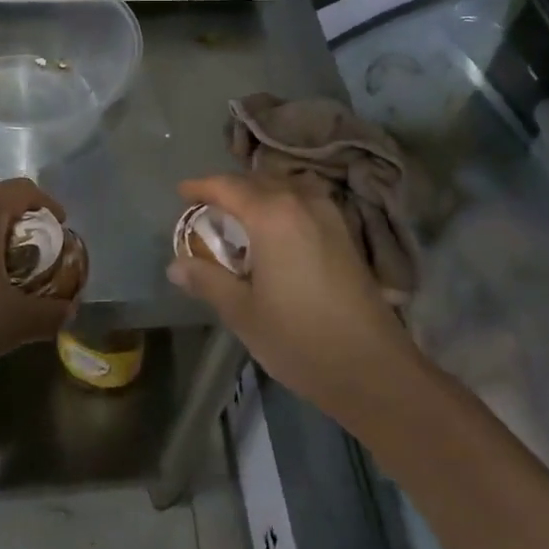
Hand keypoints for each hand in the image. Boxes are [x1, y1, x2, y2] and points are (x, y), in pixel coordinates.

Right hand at [167, 174, 417, 423]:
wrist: (372, 367)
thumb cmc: (299, 338)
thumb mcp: (242, 312)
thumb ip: (207, 281)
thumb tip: (176, 265)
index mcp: (272, 215)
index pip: (228, 186)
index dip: (201, 187)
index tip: (181, 193)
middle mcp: (302, 203)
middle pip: (258, 181)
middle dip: (230, 189)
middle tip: (207, 210)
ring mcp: (329, 216)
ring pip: (286, 187)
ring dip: (260, 193)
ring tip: (241, 216)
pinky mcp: (346, 234)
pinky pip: (306, 201)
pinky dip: (284, 204)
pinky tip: (278, 232)